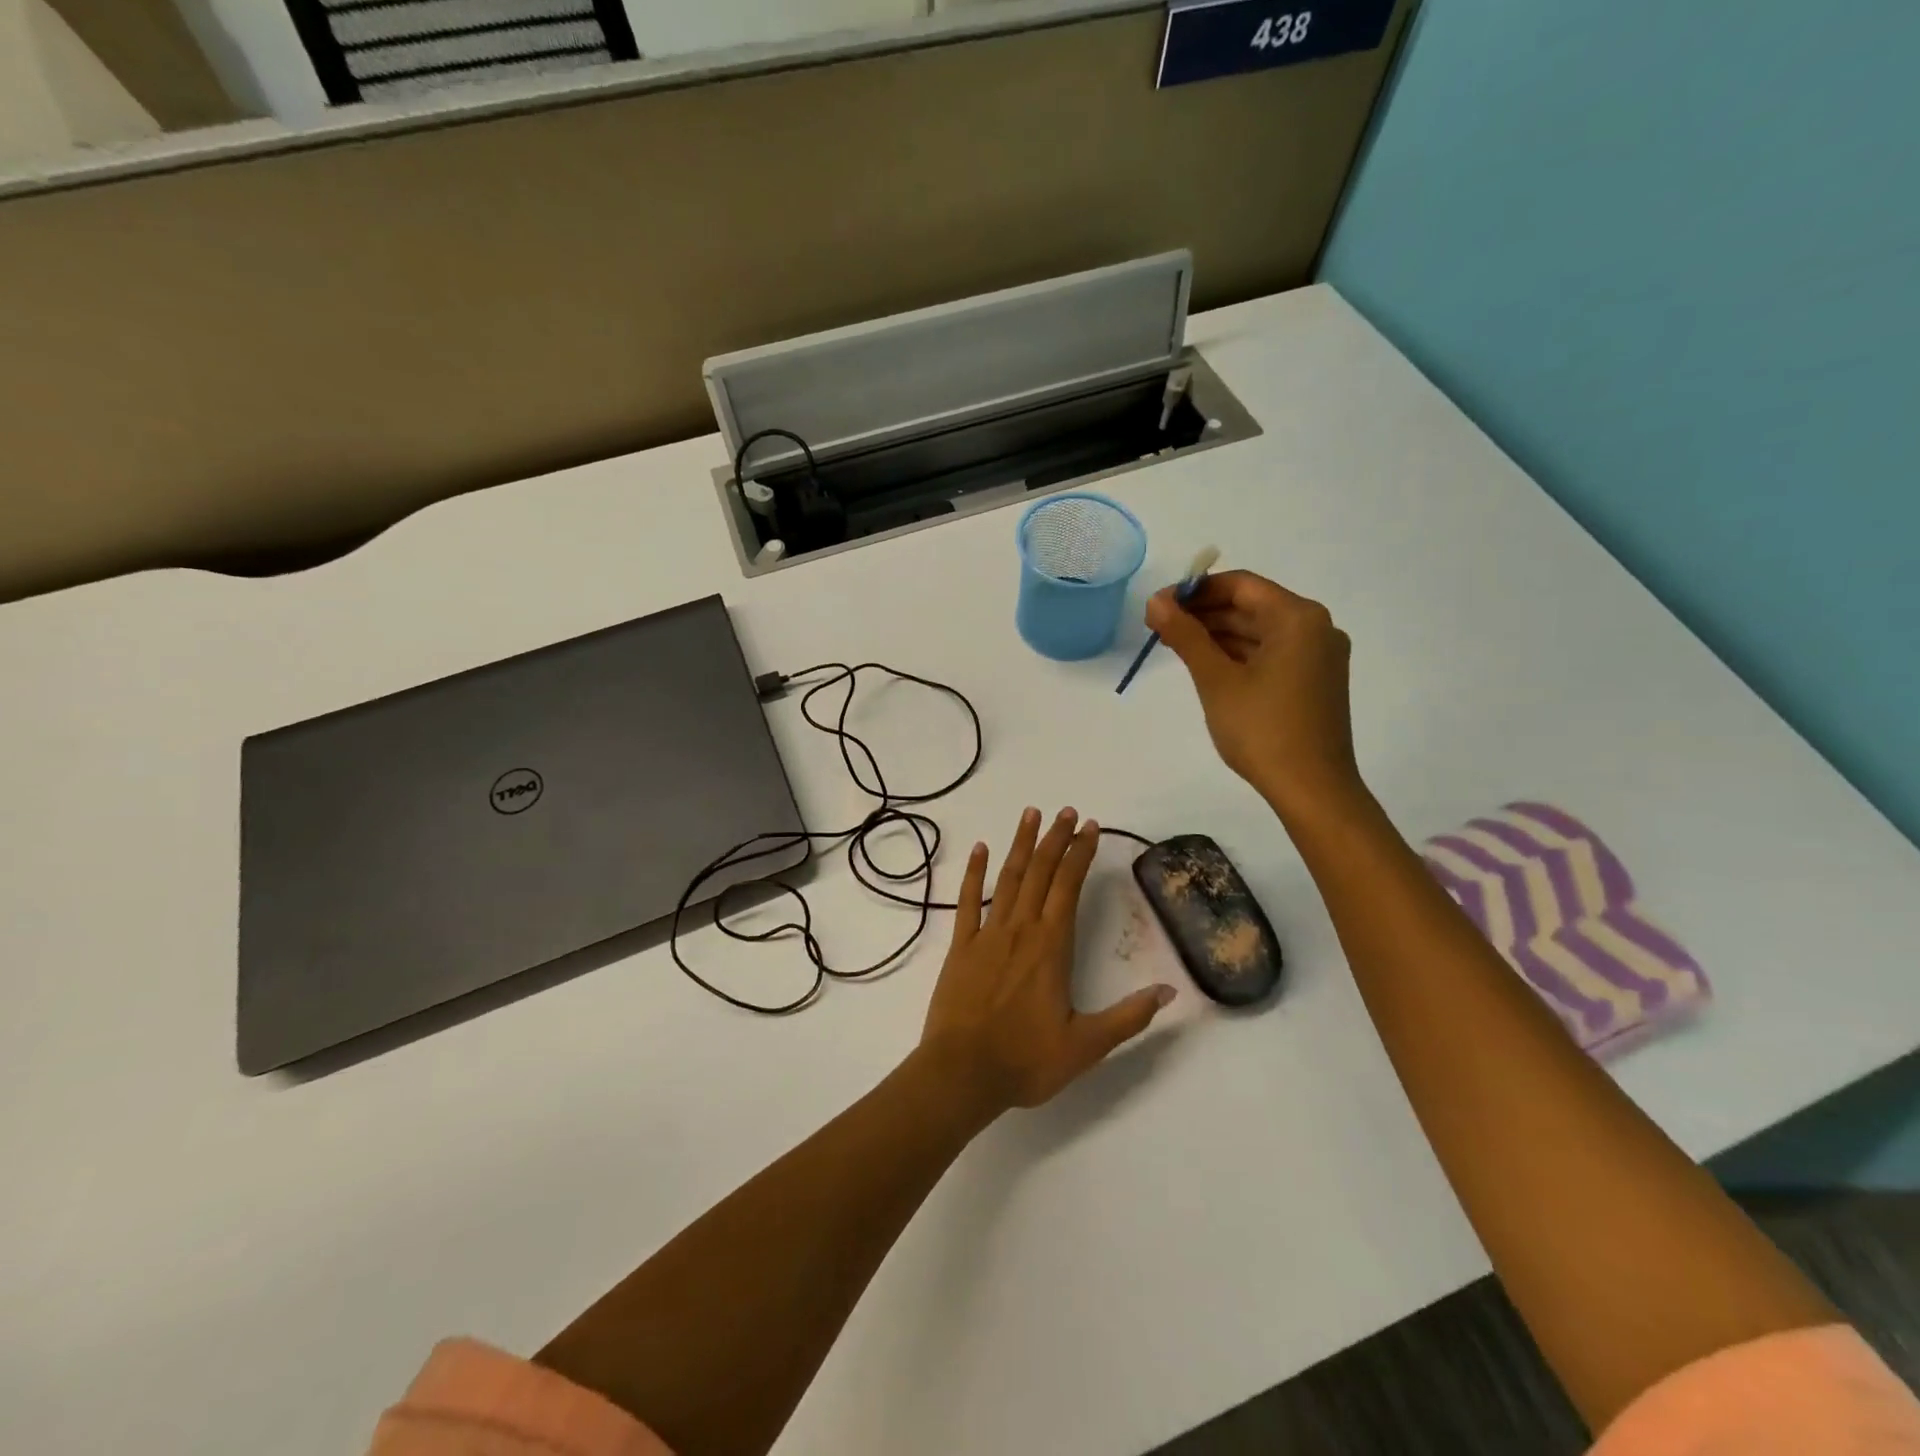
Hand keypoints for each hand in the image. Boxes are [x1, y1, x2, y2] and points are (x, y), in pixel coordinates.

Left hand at [921, 807, 1173, 1115]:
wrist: (962, 1073)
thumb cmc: (1025, 1061)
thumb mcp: (1086, 1046)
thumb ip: (1129, 1017)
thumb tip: (1170, 991)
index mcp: (1051, 947)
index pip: (1069, 887)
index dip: (1080, 854)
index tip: (1090, 827)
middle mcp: (1020, 930)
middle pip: (1040, 873)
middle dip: (1055, 839)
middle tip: (1066, 811)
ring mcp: (987, 934)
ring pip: (1008, 878)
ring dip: (1021, 845)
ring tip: (1031, 814)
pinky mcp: (961, 946)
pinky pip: (967, 901)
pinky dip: (973, 873)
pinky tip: (979, 849)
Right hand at [1145, 570, 1364, 824]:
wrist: (1312, 789)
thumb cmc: (1262, 730)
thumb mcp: (1216, 680)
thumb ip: (1185, 636)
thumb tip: (1155, 601)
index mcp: (1298, 618)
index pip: (1240, 585)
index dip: (1195, 590)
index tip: (1158, 605)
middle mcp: (1316, 628)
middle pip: (1251, 606)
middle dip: (1204, 613)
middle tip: (1158, 626)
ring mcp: (1318, 655)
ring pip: (1259, 631)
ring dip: (1218, 634)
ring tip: (1174, 645)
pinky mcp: (1314, 680)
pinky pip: (1271, 653)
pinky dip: (1238, 654)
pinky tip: (1206, 664)